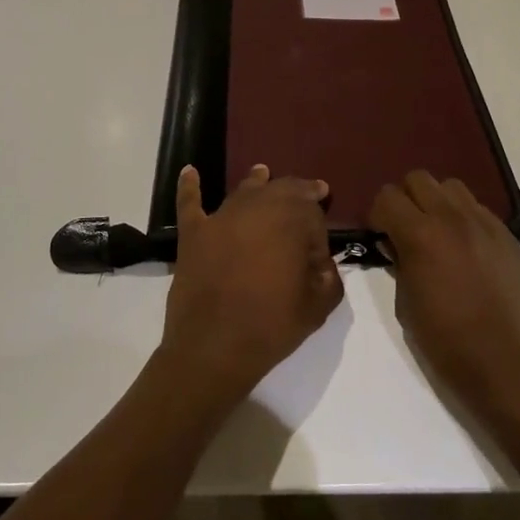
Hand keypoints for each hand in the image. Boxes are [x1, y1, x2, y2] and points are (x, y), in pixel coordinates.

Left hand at [160, 164, 342, 406]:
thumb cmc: (271, 326)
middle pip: (282, 190)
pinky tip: (190, 171)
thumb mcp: (317, 307)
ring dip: (257, 180)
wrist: (214, 348)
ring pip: (244, 190)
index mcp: (291, 222)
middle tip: (311, 190)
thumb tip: (322, 265)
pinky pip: (190, 202)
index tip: (319, 258)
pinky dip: (190, 186)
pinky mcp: (194, 233)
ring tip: (263, 171)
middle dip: (299, 191)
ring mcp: (221, 218)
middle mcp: (257, 209)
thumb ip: (329, 279)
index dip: (319, 234)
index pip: (312, 214)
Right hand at [370, 171, 519, 409]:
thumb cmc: (445, 340)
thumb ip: (398, 262)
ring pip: (451, 186)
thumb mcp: (405, 303)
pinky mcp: (506, 234)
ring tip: (437, 230)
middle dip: (405, 199)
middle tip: (405, 227)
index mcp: (420, 235)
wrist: (504, 362)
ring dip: (437, 201)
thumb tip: (395, 243)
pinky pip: (478, 208)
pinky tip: (465, 246)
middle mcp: (451, 217)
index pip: (387, 196)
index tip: (380, 234)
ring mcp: (483, 223)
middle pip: (418, 179)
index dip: (378, 214)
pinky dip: (464, 217)